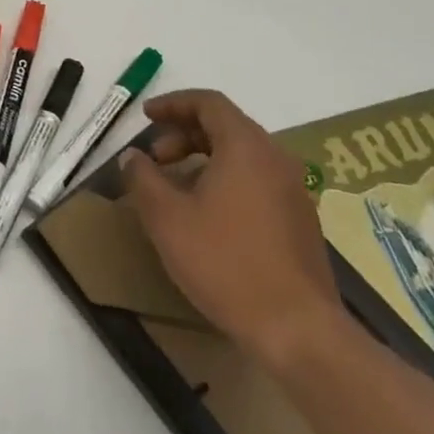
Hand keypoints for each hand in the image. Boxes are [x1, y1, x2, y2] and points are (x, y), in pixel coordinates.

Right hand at [121, 89, 346, 371]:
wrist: (299, 330)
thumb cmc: (226, 263)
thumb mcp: (167, 218)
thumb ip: (143, 178)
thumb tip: (133, 156)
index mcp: (246, 147)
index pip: (209, 103)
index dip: (173, 103)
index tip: (145, 116)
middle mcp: (275, 159)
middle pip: (226, 126)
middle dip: (184, 134)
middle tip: (154, 158)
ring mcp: (293, 191)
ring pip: (242, 155)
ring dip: (203, 158)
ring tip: (175, 187)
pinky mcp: (300, 221)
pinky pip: (257, 181)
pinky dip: (225, 180)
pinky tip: (206, 215)